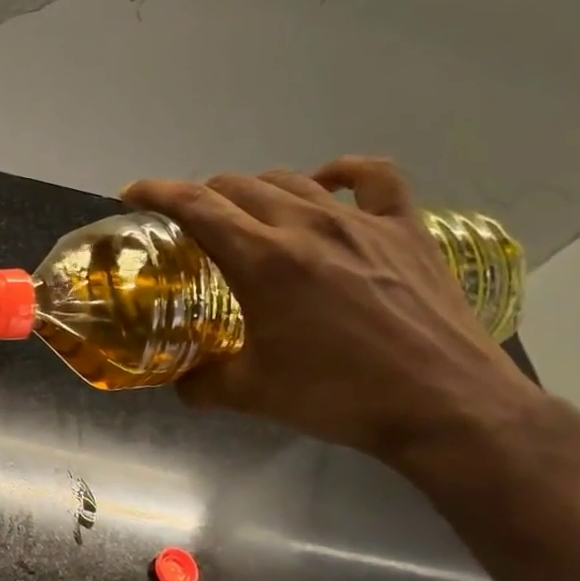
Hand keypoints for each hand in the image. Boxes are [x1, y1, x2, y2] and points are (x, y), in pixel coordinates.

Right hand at [123, 157, 544, 466]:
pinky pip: (374, 179)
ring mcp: (362, 223)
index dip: (155, 192)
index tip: (132, 194)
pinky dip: (342, 173)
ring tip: (246, 212)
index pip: (195, 206)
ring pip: (292, 180)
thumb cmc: (340, 397)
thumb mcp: (253, 394)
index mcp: (264, 261)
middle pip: (238, 186)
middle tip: (189, 223)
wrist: (447, 407)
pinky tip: (327, 182)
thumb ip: (203, 382)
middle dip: (202, 196)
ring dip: (256, 190)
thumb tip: (178, 383)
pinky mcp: (406, 230)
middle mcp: (306, 226)